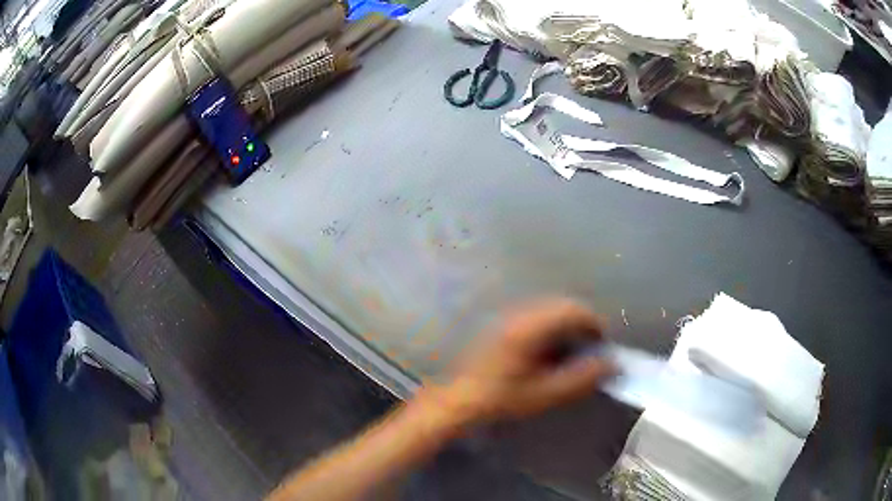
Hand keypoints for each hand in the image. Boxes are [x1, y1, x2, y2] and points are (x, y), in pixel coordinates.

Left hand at [429, 299, 614, 426]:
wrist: (458, 401)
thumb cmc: (501, 399)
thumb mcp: (545, 393)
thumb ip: (582, 378)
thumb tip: (611, 364)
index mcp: (531, 327)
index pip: (574, 311)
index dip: (594, 325)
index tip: (602, 347)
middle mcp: (520, 314)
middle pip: (562, 307)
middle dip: (582, 326)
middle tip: (588, 352)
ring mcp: (508, 317)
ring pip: (549, 311)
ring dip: (566, 328)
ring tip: (570, 354)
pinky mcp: (501, 325)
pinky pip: (535, 318)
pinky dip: (550, 330)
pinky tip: (547, 354)